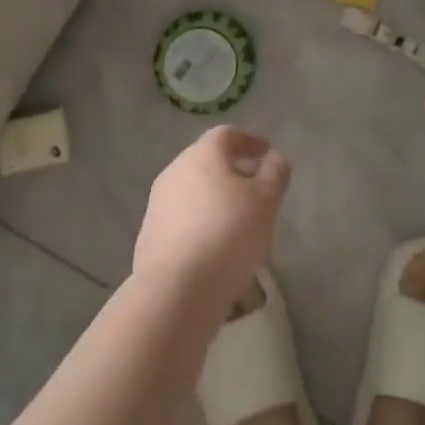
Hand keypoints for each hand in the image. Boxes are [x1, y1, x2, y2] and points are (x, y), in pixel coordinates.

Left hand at [133, 126, 289, 310]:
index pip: (227, 135)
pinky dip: (200, 221)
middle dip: (232, 170)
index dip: (249, 141)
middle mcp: (175, 170)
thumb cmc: (229, 234)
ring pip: (193, 190)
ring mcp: (158, 202)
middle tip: (255, 187)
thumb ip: (275, 174)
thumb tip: (273, 159)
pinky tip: (213, 244)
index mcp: (202, 154)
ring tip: (237, 220)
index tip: (267, 153)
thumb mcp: (266, 201)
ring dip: (215, 197)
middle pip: (207, 160)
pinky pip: (181, 217)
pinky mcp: (149, 234)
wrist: (176, 289)